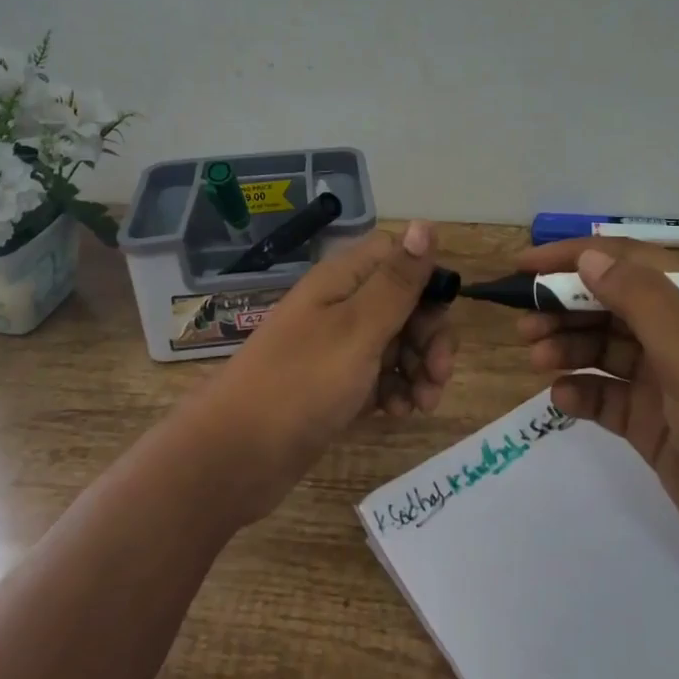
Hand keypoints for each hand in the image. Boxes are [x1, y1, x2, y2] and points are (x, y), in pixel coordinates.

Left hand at [204, 221, 456, 517]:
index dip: (425, 280)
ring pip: (397, 342)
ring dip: (419, 368)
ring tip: (423, 404)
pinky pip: (379, 376)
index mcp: (343, 280)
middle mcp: (341, 305)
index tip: (440, 316)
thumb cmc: (302, 382)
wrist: (238, 455)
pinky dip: (396, 390)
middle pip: (404, 302)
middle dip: (430, 335)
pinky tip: (398, 413)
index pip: (397, 256)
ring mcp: (338, 346)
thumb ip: (397, 280)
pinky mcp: (336, 384)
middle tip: (439, 374)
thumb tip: (426, 223)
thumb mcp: (358, 327)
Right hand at [516, 240, 678, 642]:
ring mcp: (668, 381)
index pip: (629, 261)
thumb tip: (589, 257)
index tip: (523, 266)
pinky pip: (605, 394)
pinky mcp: (655, 423)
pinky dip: (580, 390)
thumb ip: (644, 301)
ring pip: (602, 346)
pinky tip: (562, 398)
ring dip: (566, 345)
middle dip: (563, 305)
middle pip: (610, 302)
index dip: (575, 258)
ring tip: (536, 357)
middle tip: (523, 322)